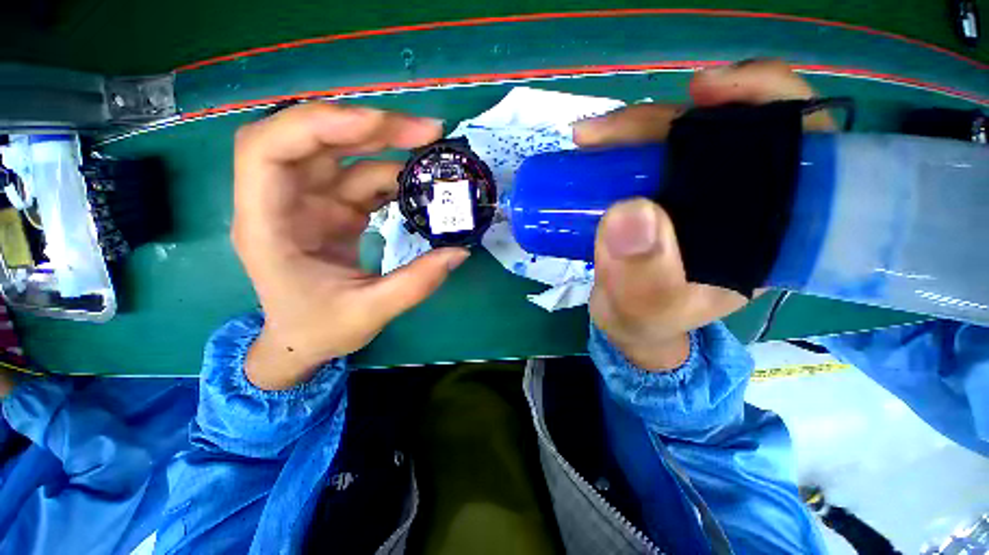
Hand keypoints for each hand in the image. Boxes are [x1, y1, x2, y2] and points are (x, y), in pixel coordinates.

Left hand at [232, 103, 468, 389]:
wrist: (303, 339)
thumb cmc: (319, 329)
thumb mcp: (368, 313)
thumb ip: (415, 284)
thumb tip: (459, 252)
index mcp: (267, 225)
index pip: (268, 151)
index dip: (319, 126)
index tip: (379, 126)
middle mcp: (282, 201)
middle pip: (312, 138)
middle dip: (367, 126)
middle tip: (425, 131)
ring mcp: (309, 200)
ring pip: (343, 153)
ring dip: (387, 145)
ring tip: (431, 148)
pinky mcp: (333, 206)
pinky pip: (362, 177)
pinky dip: (392, 174)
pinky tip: (420, 181)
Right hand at [574, 59, 834, 370]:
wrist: (628, 322)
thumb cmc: (647, 320)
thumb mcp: (645, 309)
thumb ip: (642, 277)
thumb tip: (630, 212)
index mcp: (766, 230)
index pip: (800, 147)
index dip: (768, 102)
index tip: (712, 92)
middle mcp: (739, 201)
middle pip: (725, 130)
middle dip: (670, 117)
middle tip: (610, 130)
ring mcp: (696, 193)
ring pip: (680, 136)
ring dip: (635, 128)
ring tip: (589, 138)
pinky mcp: (661, 194)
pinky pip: (648, 153)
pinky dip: (621, 142)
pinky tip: (595, 145)